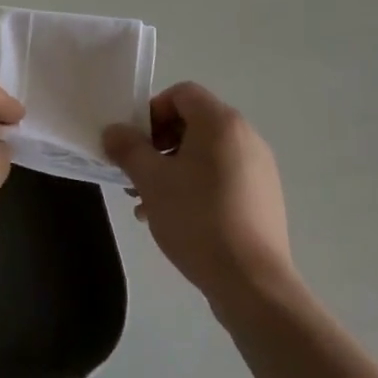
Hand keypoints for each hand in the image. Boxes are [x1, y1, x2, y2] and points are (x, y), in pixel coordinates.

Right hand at [103, 82, 293, 307]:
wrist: (252, 284)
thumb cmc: (198, 219)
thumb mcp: (152, 181)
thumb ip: (128, 149)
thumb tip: (113, 131)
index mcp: (221, 122)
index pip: (182, 94)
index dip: (153, 111)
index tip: (136, 143)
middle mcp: (245, 136)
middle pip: (194, 123)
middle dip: (159, 144)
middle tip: (138, 174)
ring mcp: (259, 168)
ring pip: (206, 154)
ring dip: (174, 169)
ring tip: (149, 203)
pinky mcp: (264, 197)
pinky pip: (223, 176)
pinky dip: (197, 186)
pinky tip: (177, 220)